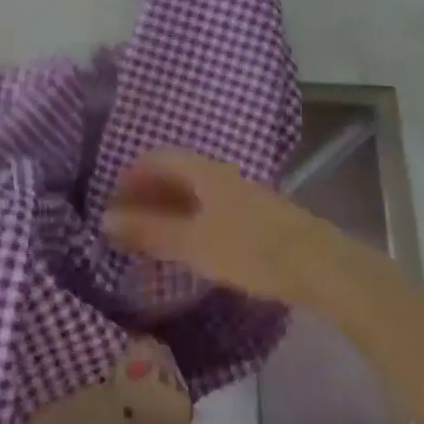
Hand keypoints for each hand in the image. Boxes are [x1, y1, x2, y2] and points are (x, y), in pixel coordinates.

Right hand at [106, 149, 338, 305]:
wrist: (318, 265)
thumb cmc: (249, 249)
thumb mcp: (192, 243)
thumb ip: (149, 231)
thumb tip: (105, 220)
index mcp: (203, 171)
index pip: (157, 158)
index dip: (131, 175)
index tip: (113, 200)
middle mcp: (220, 174)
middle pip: (175, 173)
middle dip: (147, 193)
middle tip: (126, 221)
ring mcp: (241, 194)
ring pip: (194, 192)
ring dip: (168, 207)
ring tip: (150, 235)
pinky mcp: (255, 217)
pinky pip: (210, 208)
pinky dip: (188, 219)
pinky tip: (187, 244)